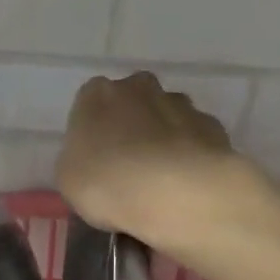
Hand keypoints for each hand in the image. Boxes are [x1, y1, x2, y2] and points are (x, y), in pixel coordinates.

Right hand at [56, 72, 248, 251]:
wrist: (175, 193)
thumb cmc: (107, 184)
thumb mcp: (68, 180)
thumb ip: (78, 161)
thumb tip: (93, 161)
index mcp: (96, 94)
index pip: (89, 107)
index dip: (92, 138)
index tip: (95, 166)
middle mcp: (138, 86)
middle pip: (131, 107)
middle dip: (130, 132)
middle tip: (127, 173)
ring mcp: (180, 103)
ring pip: (166, 121)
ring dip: (162, 143)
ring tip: (160, 185)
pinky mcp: (212, 125)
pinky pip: (194, 141)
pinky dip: (189, 157)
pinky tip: (185, 186)